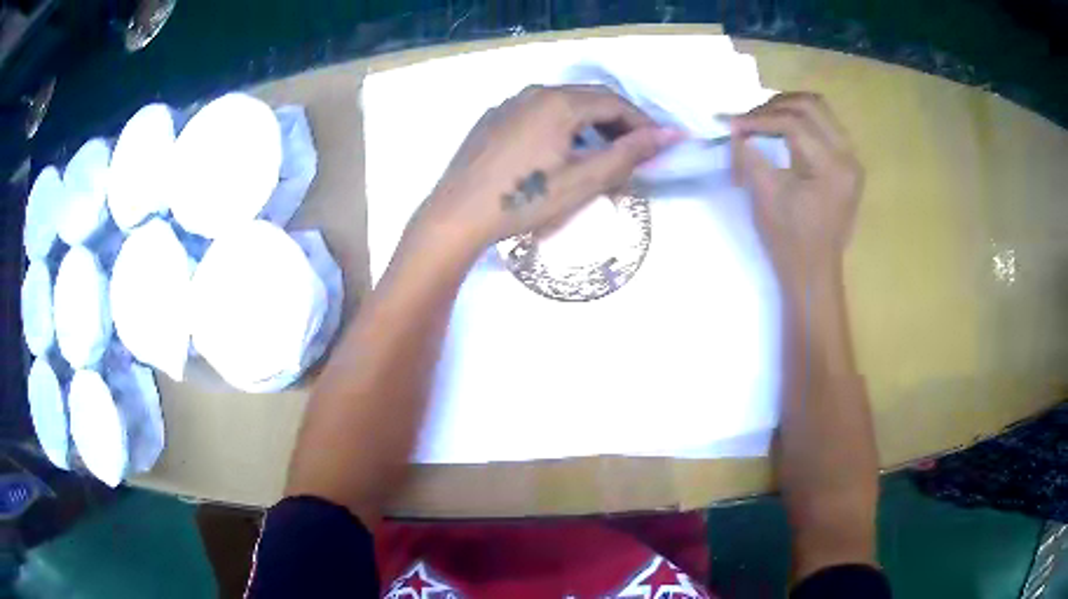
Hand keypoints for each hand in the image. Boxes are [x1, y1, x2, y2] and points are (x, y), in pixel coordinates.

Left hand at [418, 85, 681, 252]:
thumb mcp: (583, 181)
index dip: (642, 124)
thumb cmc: (523, 201)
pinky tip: (559, 155)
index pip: (615, 103)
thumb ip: (629, 154)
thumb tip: (670, 135)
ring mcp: (509, 104)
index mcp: (559, 102)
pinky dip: (561, 128)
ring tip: (600, 158)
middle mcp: (534, 93)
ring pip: (563, 106)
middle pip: (590, 99)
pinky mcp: (493, 119)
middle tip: (633, 155)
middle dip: (618, 124)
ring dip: (590, 126)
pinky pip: (537, 114)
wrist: (456, 216)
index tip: (658, 148)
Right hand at [730, 93, 862, 285]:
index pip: (793, 123)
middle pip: (811, 105)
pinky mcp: (848, 165)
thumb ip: (750, 155)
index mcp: (832, 168)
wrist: (814, 273)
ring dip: (788, 108)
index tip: (731, 123)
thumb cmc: (790, 242)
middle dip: (774, 106)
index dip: (758, 119)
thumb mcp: (765, 197)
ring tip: (762, 118)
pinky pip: (826, 126)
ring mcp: (852, 160)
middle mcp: (849, 157)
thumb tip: (735, 128)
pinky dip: (801, 120)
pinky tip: (782, 129)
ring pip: (821, 110)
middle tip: (748, 118)